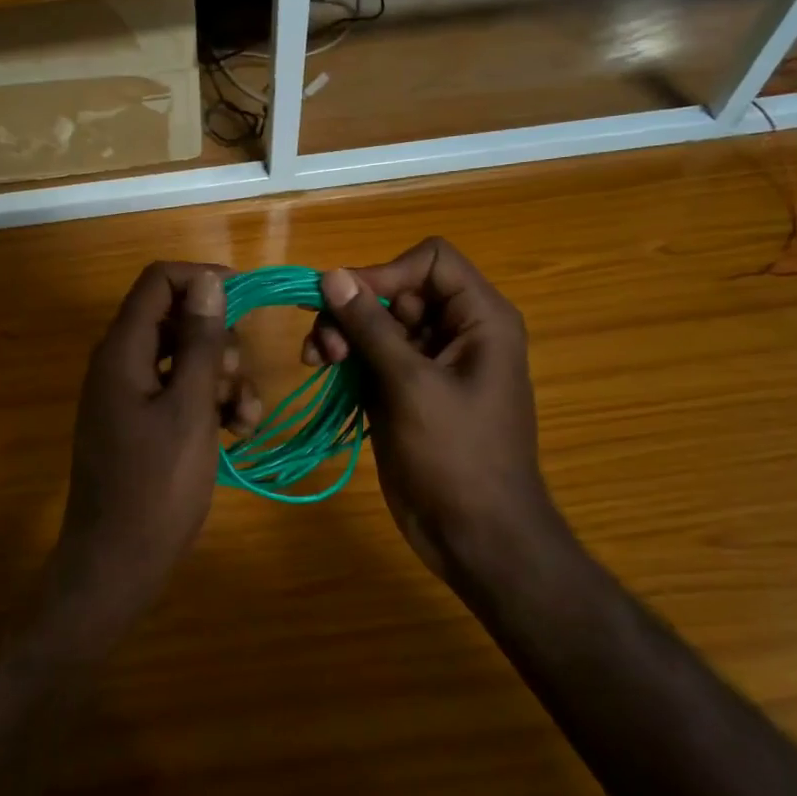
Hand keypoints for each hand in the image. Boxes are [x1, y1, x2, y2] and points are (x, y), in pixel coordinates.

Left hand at [39, 262, 258, 658]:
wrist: (118, 562)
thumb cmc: (157, 485)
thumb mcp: (189, 408)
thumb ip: (199, 342)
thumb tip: (208, 282)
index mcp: (122, 351)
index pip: (158, 282)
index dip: (202, 280)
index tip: (247, 299)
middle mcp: (120, 363)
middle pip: (175, 320)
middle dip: (218, 342)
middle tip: (237, 380)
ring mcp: (128, 395)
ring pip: (183, 359)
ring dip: (221, 378)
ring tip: (245, 418)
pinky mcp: (139, 423)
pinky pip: (178, 392)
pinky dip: (208, 402)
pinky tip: (237, 431)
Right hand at [302, 238, 558, 581]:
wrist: (474, 535)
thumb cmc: (456, 457)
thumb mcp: (411, 385)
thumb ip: (371, 326)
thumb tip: (332, 275)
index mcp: (479, 319)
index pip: (431, 261)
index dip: (387, 273)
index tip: (349, 303)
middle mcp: (456, 331)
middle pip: (398, 291)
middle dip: (356, 309)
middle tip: (323, 345)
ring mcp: (428, 362)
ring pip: (377, 323)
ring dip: (342, 333)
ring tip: (317, 361)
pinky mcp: (405, 390)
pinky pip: (370, 356)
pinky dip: (345, 358)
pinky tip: (321, 371)